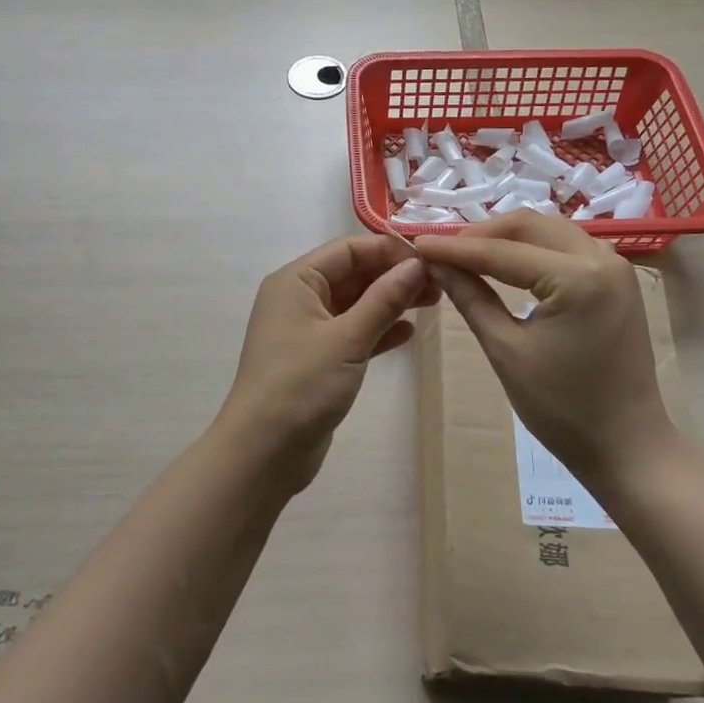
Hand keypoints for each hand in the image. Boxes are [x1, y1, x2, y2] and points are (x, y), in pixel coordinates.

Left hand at [218, 235, 434, 490]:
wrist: (264, 452)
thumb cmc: (301, 385)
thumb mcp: (347, 338)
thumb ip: (384, 299)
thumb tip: (416, 265)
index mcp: (296, 281)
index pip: (347, 249)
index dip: (388, 250)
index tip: (430, 258)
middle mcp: (299, 299)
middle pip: (353, 274)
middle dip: (393, 276)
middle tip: (439, 283)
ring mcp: (307, 331)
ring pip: (355, 304)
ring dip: (391, 302)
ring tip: (434, 302)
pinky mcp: (317, 360)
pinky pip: (353, 333)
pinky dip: (378, 331)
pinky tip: (409, 333)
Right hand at [415, 212, 673, 487]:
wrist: (626, 445)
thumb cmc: (562, 408)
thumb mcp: (506, 351)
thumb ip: (470, 298)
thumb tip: (436, 264)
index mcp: (578, 279)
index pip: (502, 252)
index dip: (455, 248)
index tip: (416, 244)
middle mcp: (602, 258)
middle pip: (529, 225)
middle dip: (481, 233)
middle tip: (442, 250)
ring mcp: (615, 265)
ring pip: (549, 230)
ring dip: (506, 237)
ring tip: (467, 254)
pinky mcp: (617, 278)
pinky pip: (566, 246)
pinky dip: (532, 248)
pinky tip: (505, 263)